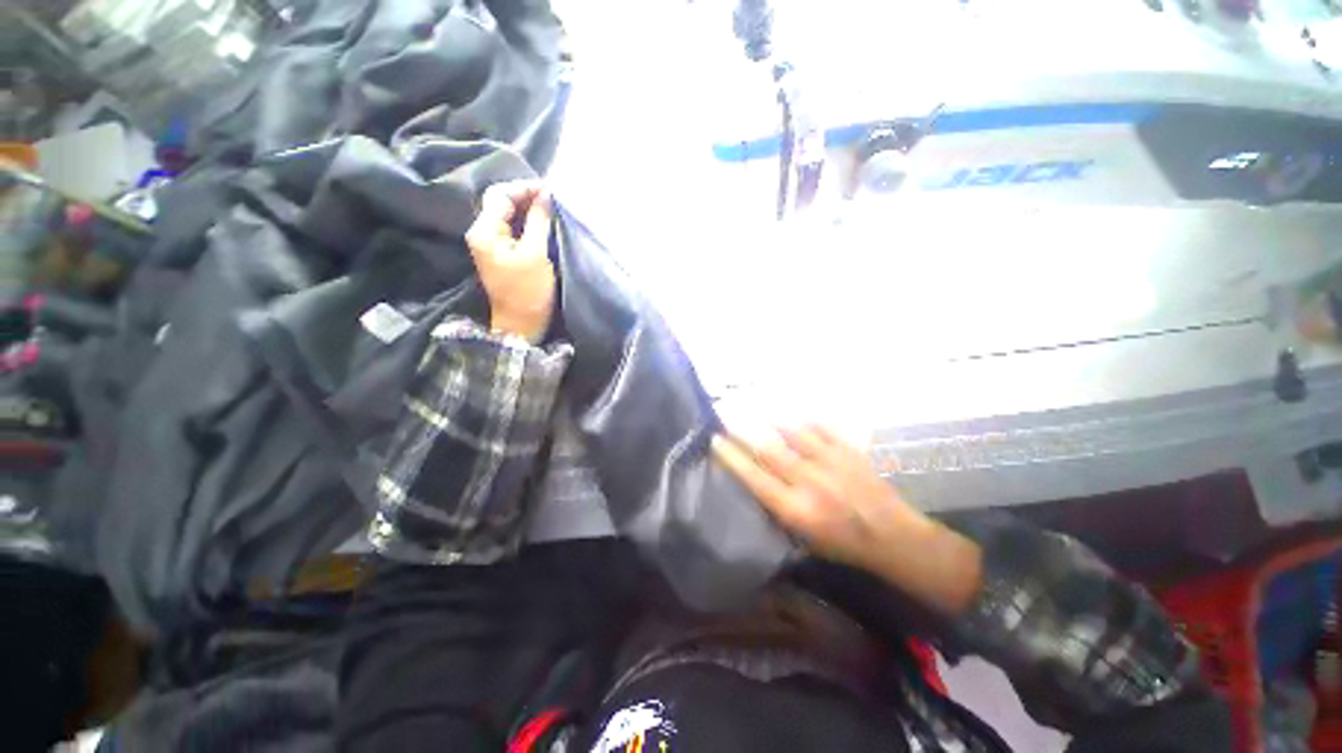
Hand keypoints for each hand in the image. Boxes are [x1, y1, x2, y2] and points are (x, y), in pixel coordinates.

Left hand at [466, 181, 555, 342]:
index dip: (525, 188)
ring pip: (507, 215)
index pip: (500, 195)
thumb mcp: (536, 254)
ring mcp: (489, 244)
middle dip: (526, 197)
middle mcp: (481, 233)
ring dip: (528, 210)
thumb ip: (539, 221)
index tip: (550, 190)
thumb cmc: (529, 291)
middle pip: (501, 202)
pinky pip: (511, 229)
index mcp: (484, 231)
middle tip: (553, 199)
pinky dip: (527, 223)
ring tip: (551, 209)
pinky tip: (542, 224)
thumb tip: (546, 194)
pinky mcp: (500, 253)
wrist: (521, 324)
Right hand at [712, 424, 981, 614]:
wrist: (893, 538)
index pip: (753, 477)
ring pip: (792, 433)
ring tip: (756, 409)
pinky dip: (805, 420)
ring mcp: (830, 462)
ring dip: (771, 420)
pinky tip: (796, 416)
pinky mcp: (849, 451)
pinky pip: (822, 428)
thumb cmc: (843, 544)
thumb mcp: (803, 537)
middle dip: (742, 432)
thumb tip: (756, 478)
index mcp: (795, 509)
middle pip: (768, 449)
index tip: (715, 441)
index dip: (731, 457)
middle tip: (726, 417)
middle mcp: (808, 482)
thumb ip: (778, 507)